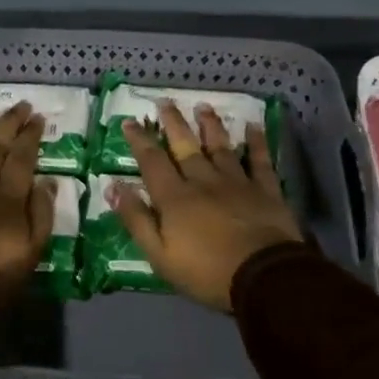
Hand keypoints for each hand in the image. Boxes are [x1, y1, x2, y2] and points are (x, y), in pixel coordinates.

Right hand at [111, 101, 302, 311]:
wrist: (263, 277)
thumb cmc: (206, 271)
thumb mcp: (159, 254)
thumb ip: (136, 219)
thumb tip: (113, 187)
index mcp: (175, 197)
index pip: (152, 161)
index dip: (140, 140)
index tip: (130, 121)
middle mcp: (204, 181)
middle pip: (185, 146)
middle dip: (173, 123)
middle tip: (165, 101)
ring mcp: (237, 182)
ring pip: (220, 146)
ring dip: (210, 125)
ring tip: (203, 106)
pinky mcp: (265, 190)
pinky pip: (260, 160)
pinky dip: (257, 142)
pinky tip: (254, 126)